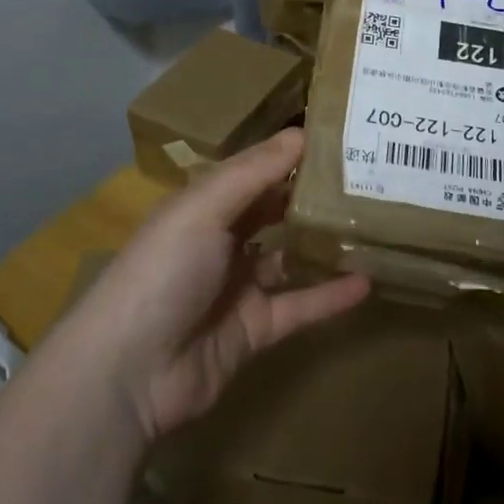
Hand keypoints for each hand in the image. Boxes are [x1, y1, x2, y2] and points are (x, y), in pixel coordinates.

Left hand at [71, 129, 369, 441]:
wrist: (130, 371)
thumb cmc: (165, 270)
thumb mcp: (204, 208)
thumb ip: (254, 172)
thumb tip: (301, 132)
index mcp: (204, 205)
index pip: (255, 171)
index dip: (292, 155)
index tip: (341, 140)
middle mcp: (222, 240)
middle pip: (275, 212)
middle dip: (312, 197)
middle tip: (368, 181)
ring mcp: (238, 287)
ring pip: (290, 258)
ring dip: (324, 245)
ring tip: (373, 227)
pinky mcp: (254, 329)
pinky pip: (299, 306)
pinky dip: (330, 296)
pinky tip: (367, 283)